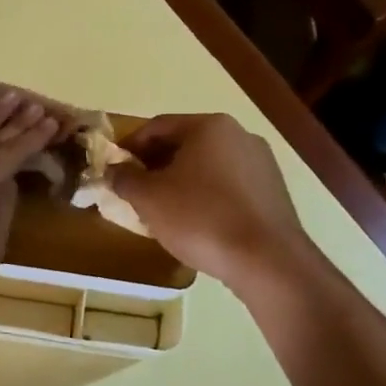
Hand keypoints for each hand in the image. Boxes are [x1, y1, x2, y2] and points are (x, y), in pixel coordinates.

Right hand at [109, 114, 314, 293]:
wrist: (265, 260)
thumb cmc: (200, 218)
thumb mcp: (149, 198)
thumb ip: (124, 179)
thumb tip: (113, 171)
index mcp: (209, 126)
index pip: (158, 126)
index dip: (130, 146)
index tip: (114, 169)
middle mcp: (239, 135)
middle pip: (185, 144)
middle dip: (156, 165)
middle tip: (135, 191)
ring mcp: (261, 163)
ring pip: (208, 166)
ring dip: (181, 182)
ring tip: (163, 211)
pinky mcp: (273, 192)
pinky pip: (228, 187)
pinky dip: (207, 197)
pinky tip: (197, 223)